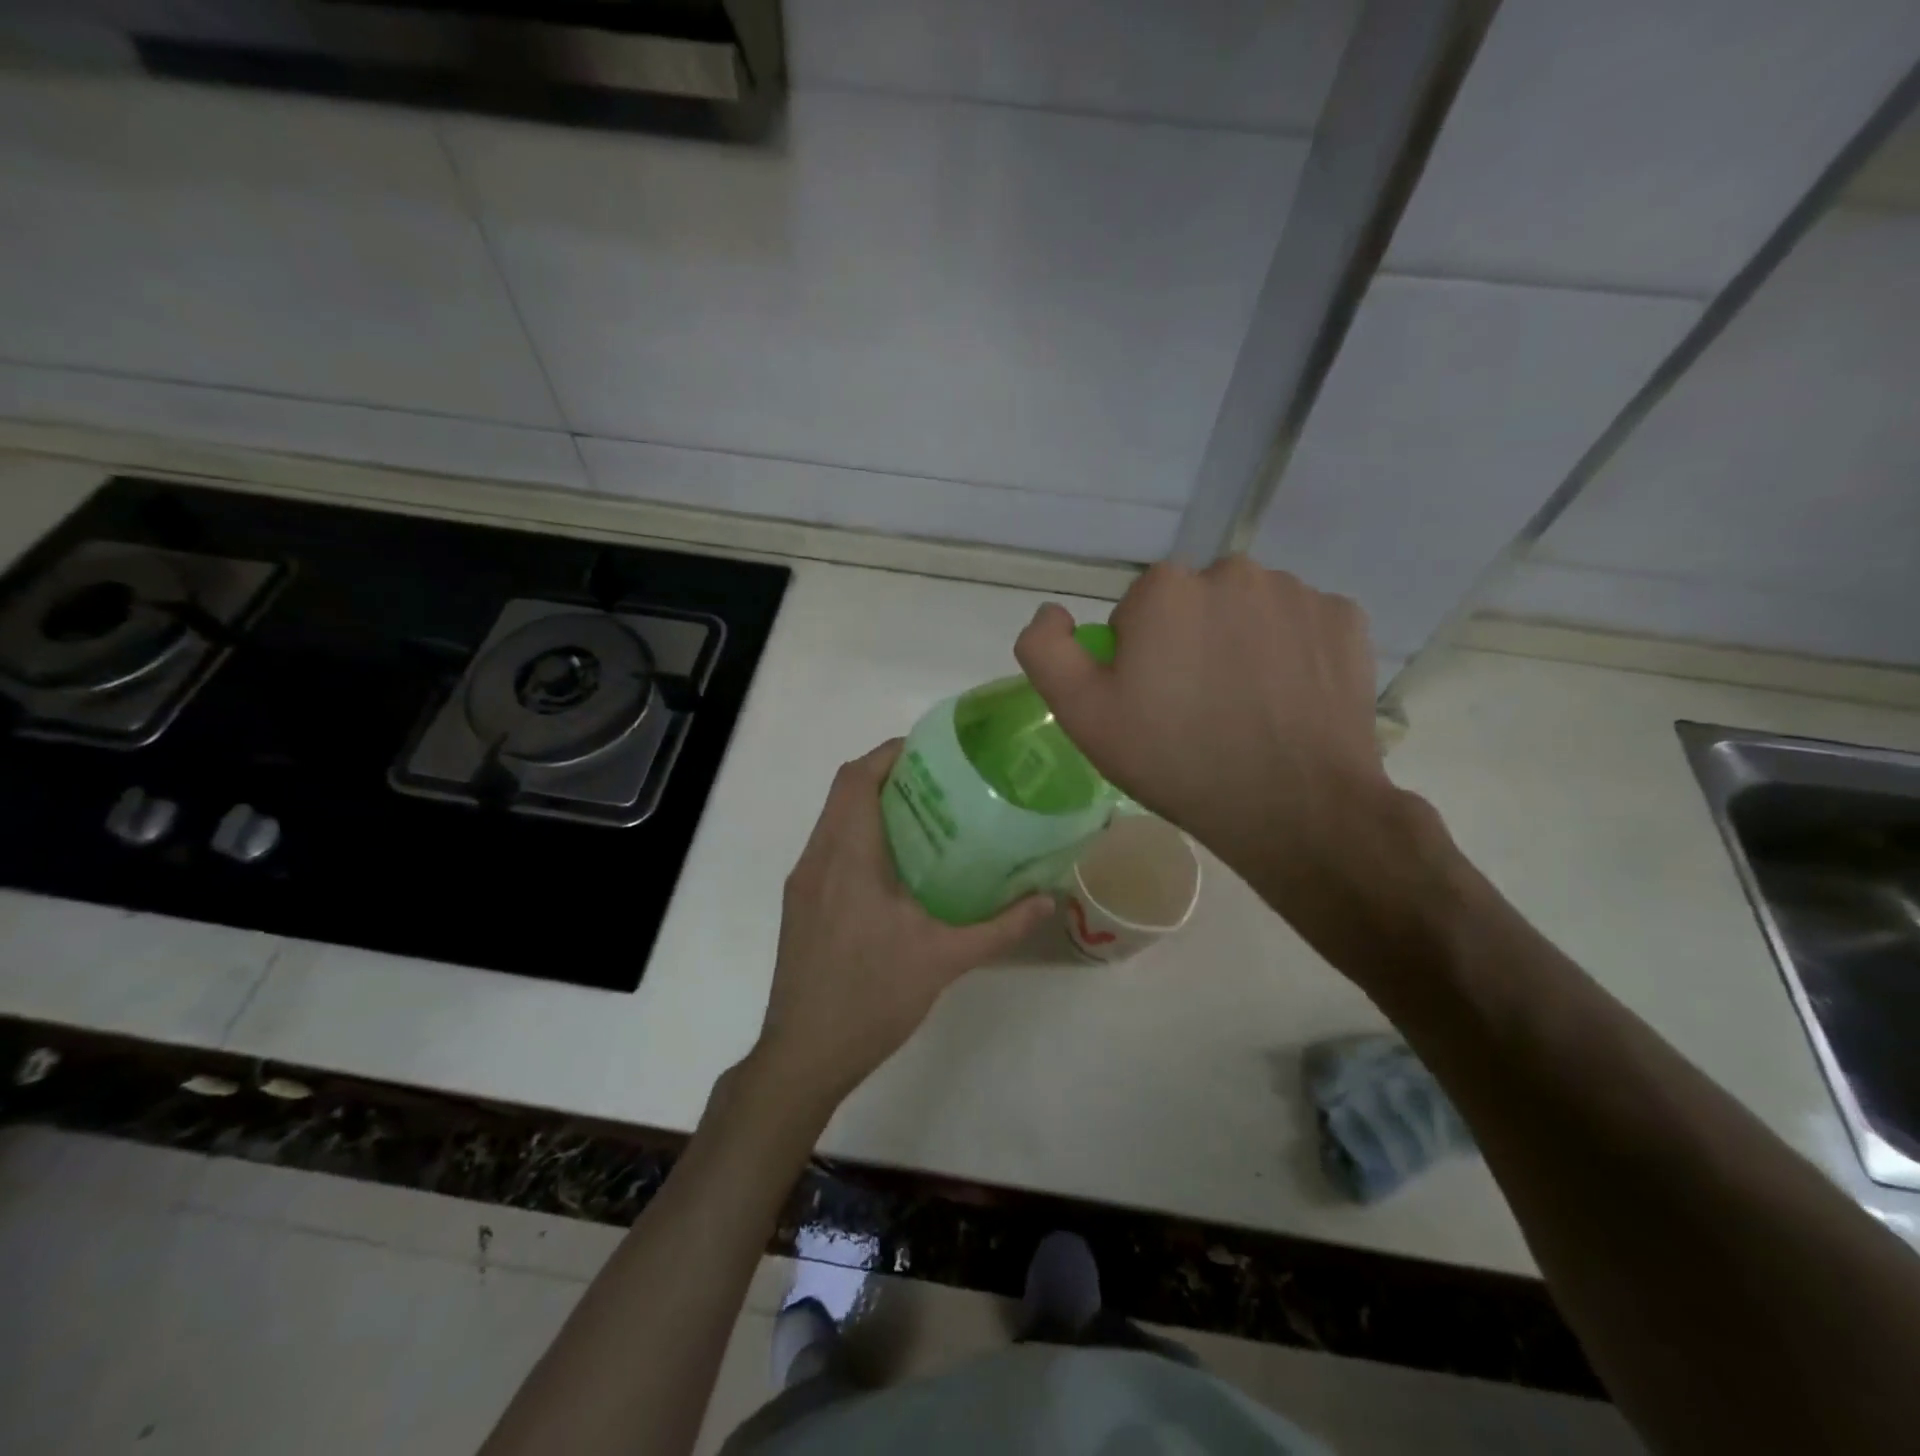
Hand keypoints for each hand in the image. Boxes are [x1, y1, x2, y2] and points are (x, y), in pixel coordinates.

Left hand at [752, 740, 1052, 1110]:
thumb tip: (1049, 900)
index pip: (857, 779)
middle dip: (888, 775)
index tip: (933, 751)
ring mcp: (803, 883)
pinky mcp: (800, 905)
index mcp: (847, 858)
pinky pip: (829, 848)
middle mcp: (817, 859)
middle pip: (845, 792)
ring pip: (834, 820)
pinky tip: (898, 866)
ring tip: (927, 816)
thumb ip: (1001, 926)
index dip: (890, 753)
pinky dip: (860, 836)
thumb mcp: (945, 960)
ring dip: (873, 806)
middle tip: (941, 781)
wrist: (804, 1056)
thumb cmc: (872, 999)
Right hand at [1014, 558, 1397, 942]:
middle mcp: (1233, 572)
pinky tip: (1290, 700)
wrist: (1294, 809)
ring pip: (1249, 612)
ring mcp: (1297, 593)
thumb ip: (1046, 651)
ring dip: (1241, 644)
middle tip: (1198, 709)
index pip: (1137, 612)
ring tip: (1248, 708)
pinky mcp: (1346, 620)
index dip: (1138, 657)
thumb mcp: (1083, 715)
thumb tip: (1052, 612)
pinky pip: (1301, 625)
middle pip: (1194, 605)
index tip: (1152, 704)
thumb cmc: (1176, 760)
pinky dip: (1292, 652)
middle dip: (1190, 643)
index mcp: (1166, 589)